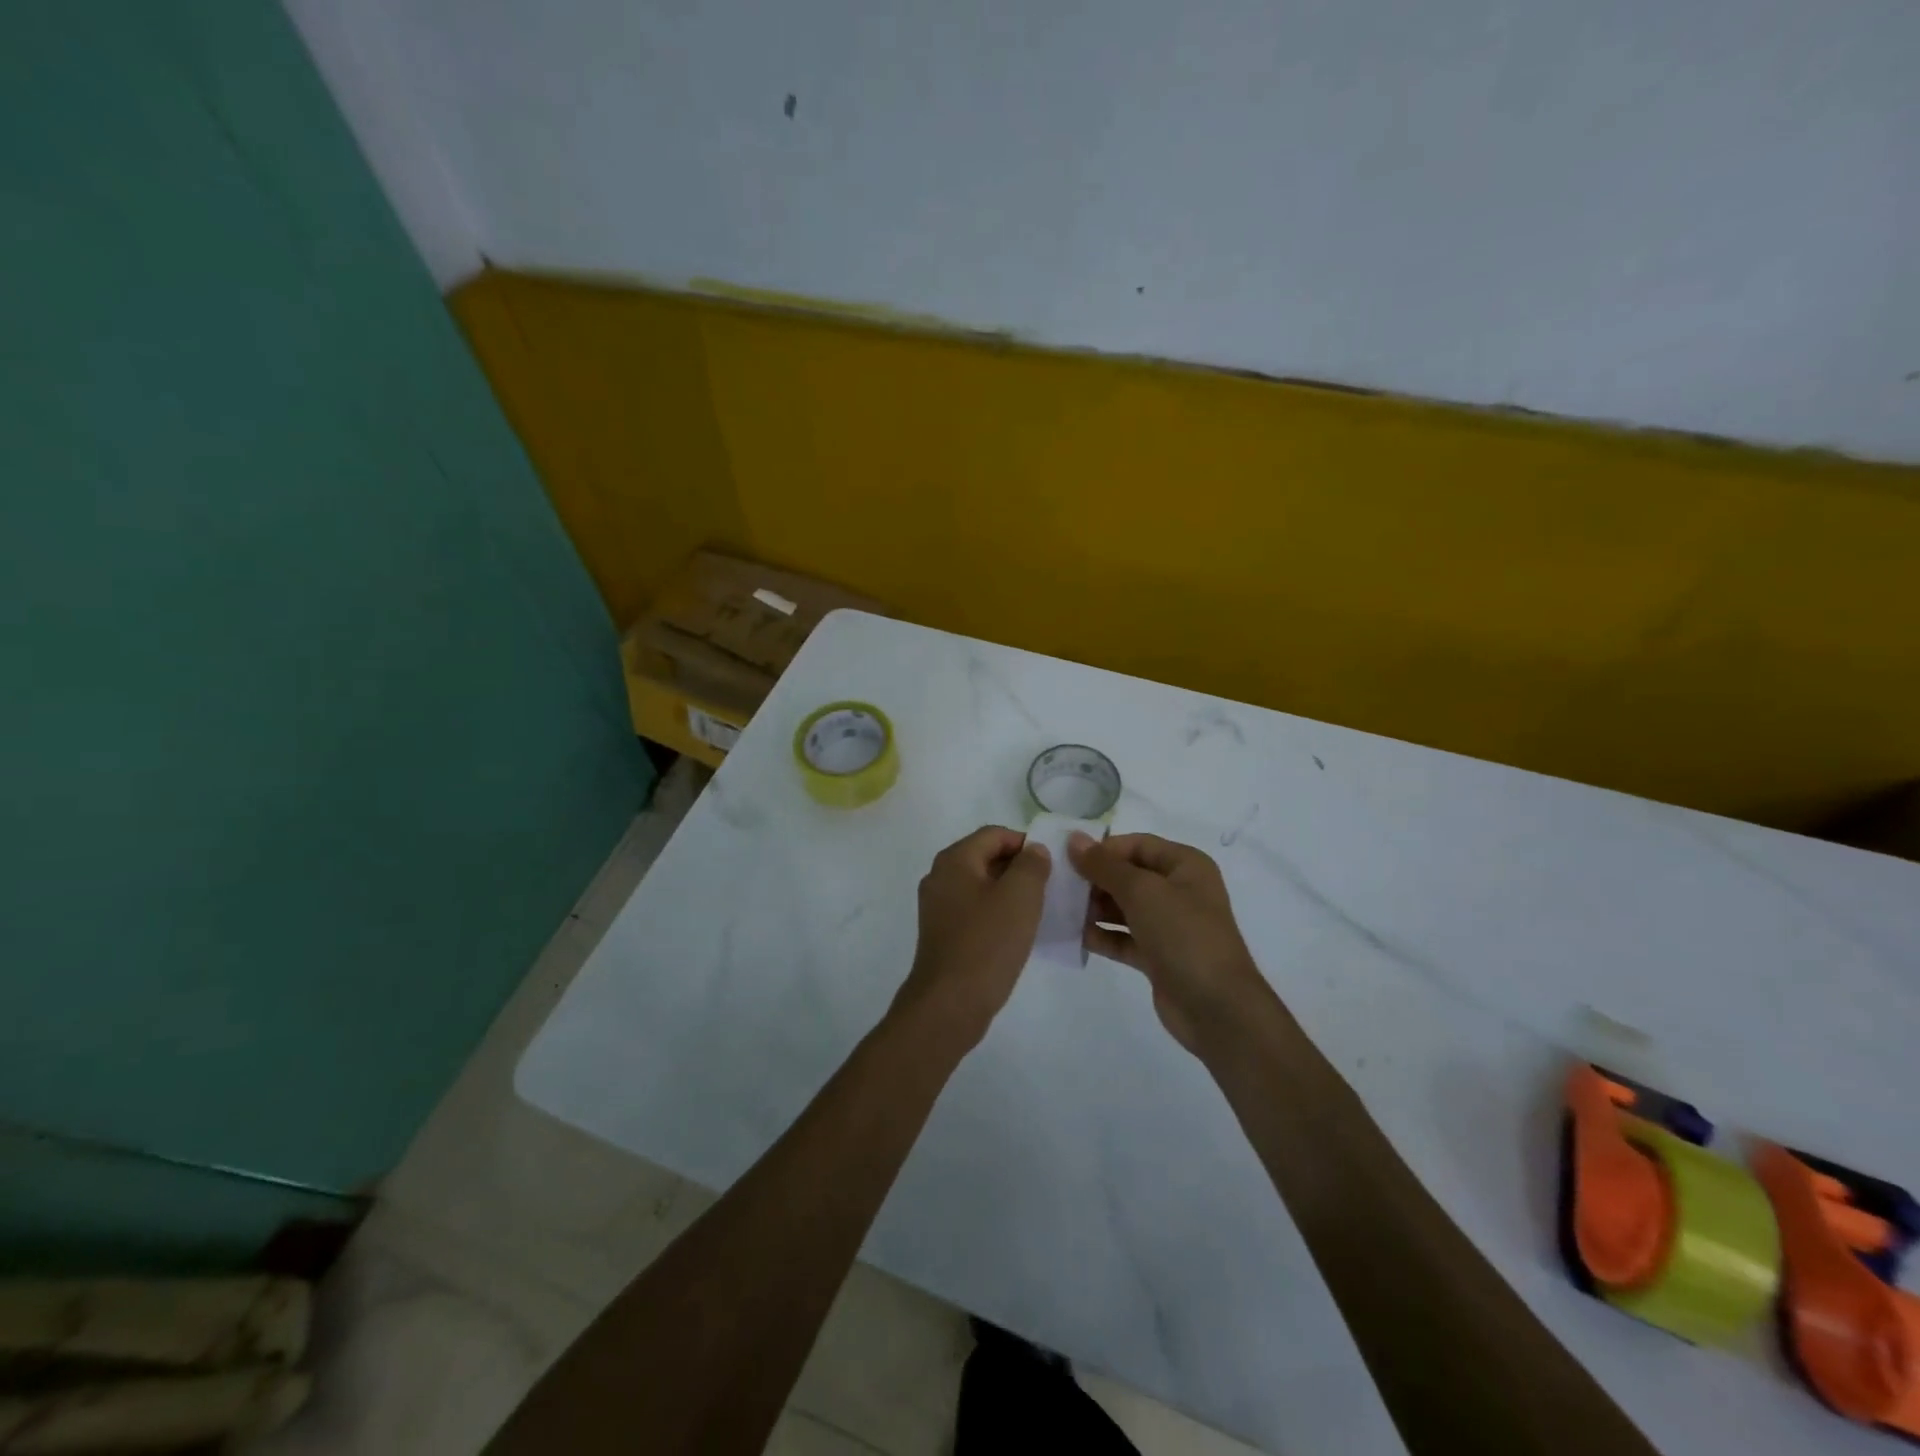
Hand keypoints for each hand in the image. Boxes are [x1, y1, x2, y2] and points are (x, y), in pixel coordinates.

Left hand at [891, 826, 1051, 1052]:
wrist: (950, 1003)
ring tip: (1038, 909)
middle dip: (1019, 868)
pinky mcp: (942, 933)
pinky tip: (1017, 932)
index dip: (1025, 843)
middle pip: (985, 857)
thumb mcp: (1020, 896)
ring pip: (981, 886)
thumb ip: (1031, 865)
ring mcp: (938, 907)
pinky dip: (996, 913)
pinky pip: (974, 910)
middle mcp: (940, 877)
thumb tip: (1034, 850)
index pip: (994, 834)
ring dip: (1009, 892)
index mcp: (954, 860)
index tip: (1052, 865)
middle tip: (1050, 886)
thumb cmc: (987, 943)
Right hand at [1069, 832, 1270, 1054]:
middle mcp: (1179, 890)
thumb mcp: (1141, 891)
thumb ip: (1104, 865)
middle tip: (1060, 887)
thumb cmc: (1183, 935)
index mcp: (1185, 866)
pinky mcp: (1158, 956)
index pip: (1137, 845)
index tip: (1068, 860)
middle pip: (1129, 875)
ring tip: (1063, 911)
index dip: (1103, 849)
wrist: (1216, 1007)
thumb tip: (1074, 839)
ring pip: (1124, 908)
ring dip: (1095, 908)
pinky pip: (1124, 938)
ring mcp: (1169, 925)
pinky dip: (1103, 936)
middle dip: (1095, 880)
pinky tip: (1075, 936)